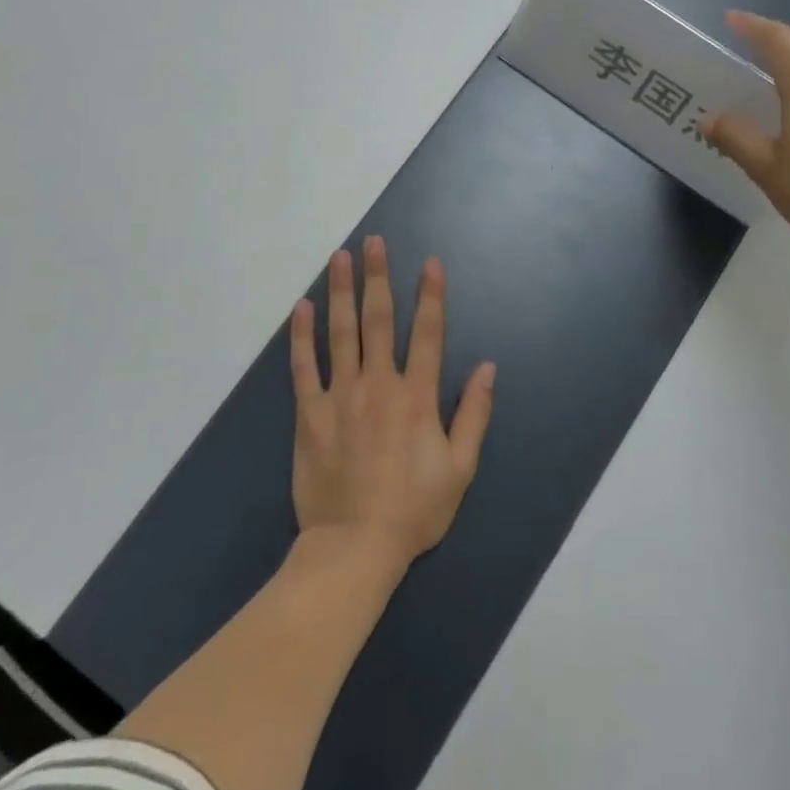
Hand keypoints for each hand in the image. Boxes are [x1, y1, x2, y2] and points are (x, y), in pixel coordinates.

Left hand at [289, 238, 494, 572]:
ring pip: (341, 333)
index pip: (428, 333)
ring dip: (341, 292)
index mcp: (417, 397)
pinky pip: (304, 368)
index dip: (431, 295)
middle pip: (379, 320)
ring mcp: (341, 397)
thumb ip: (474, 414)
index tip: (429, 262)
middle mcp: (379, 385)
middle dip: (377, 277)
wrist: (354, 548)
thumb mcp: (460, 469)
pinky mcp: (310, 415)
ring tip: (338, 258)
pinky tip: (302, 308)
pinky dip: (302, 336)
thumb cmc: (413, 510)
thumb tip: (488, 367)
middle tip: (372, 242)